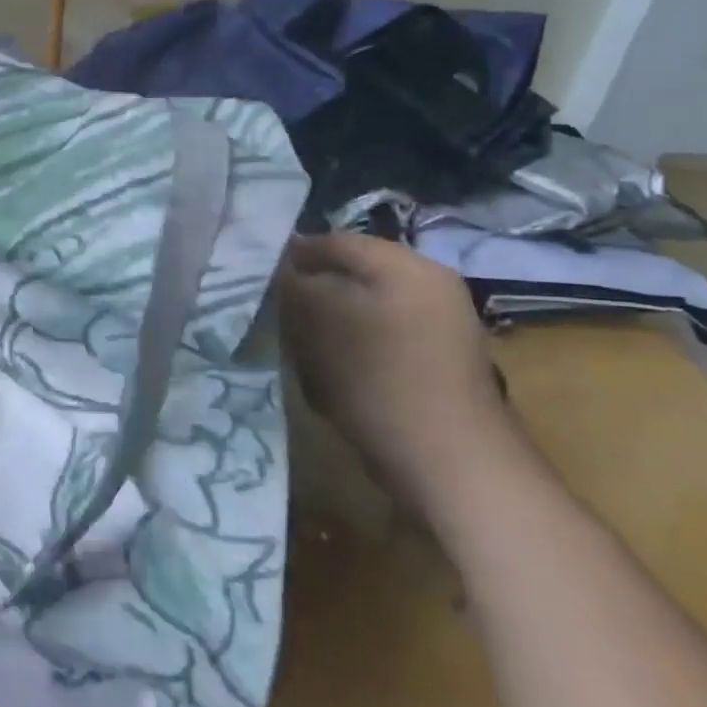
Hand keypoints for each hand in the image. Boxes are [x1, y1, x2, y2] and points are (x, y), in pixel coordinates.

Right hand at [278, 232, 522, 520]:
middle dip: (310, 295)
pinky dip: (352, 351)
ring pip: (362, 310)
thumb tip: (279, 270)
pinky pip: (381, 341)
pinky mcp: (438, 364)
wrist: (450, 464)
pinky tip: (334, 380)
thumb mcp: (320, 323)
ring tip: (303, 353)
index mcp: (407, 266)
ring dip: (328, 327)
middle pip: (351, 276)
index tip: (256, 280)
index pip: (336, 242)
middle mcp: (430, 287)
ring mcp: (440, 327)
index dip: (292, 256)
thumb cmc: (379, 380)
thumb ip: (293, 285)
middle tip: (278, 318)